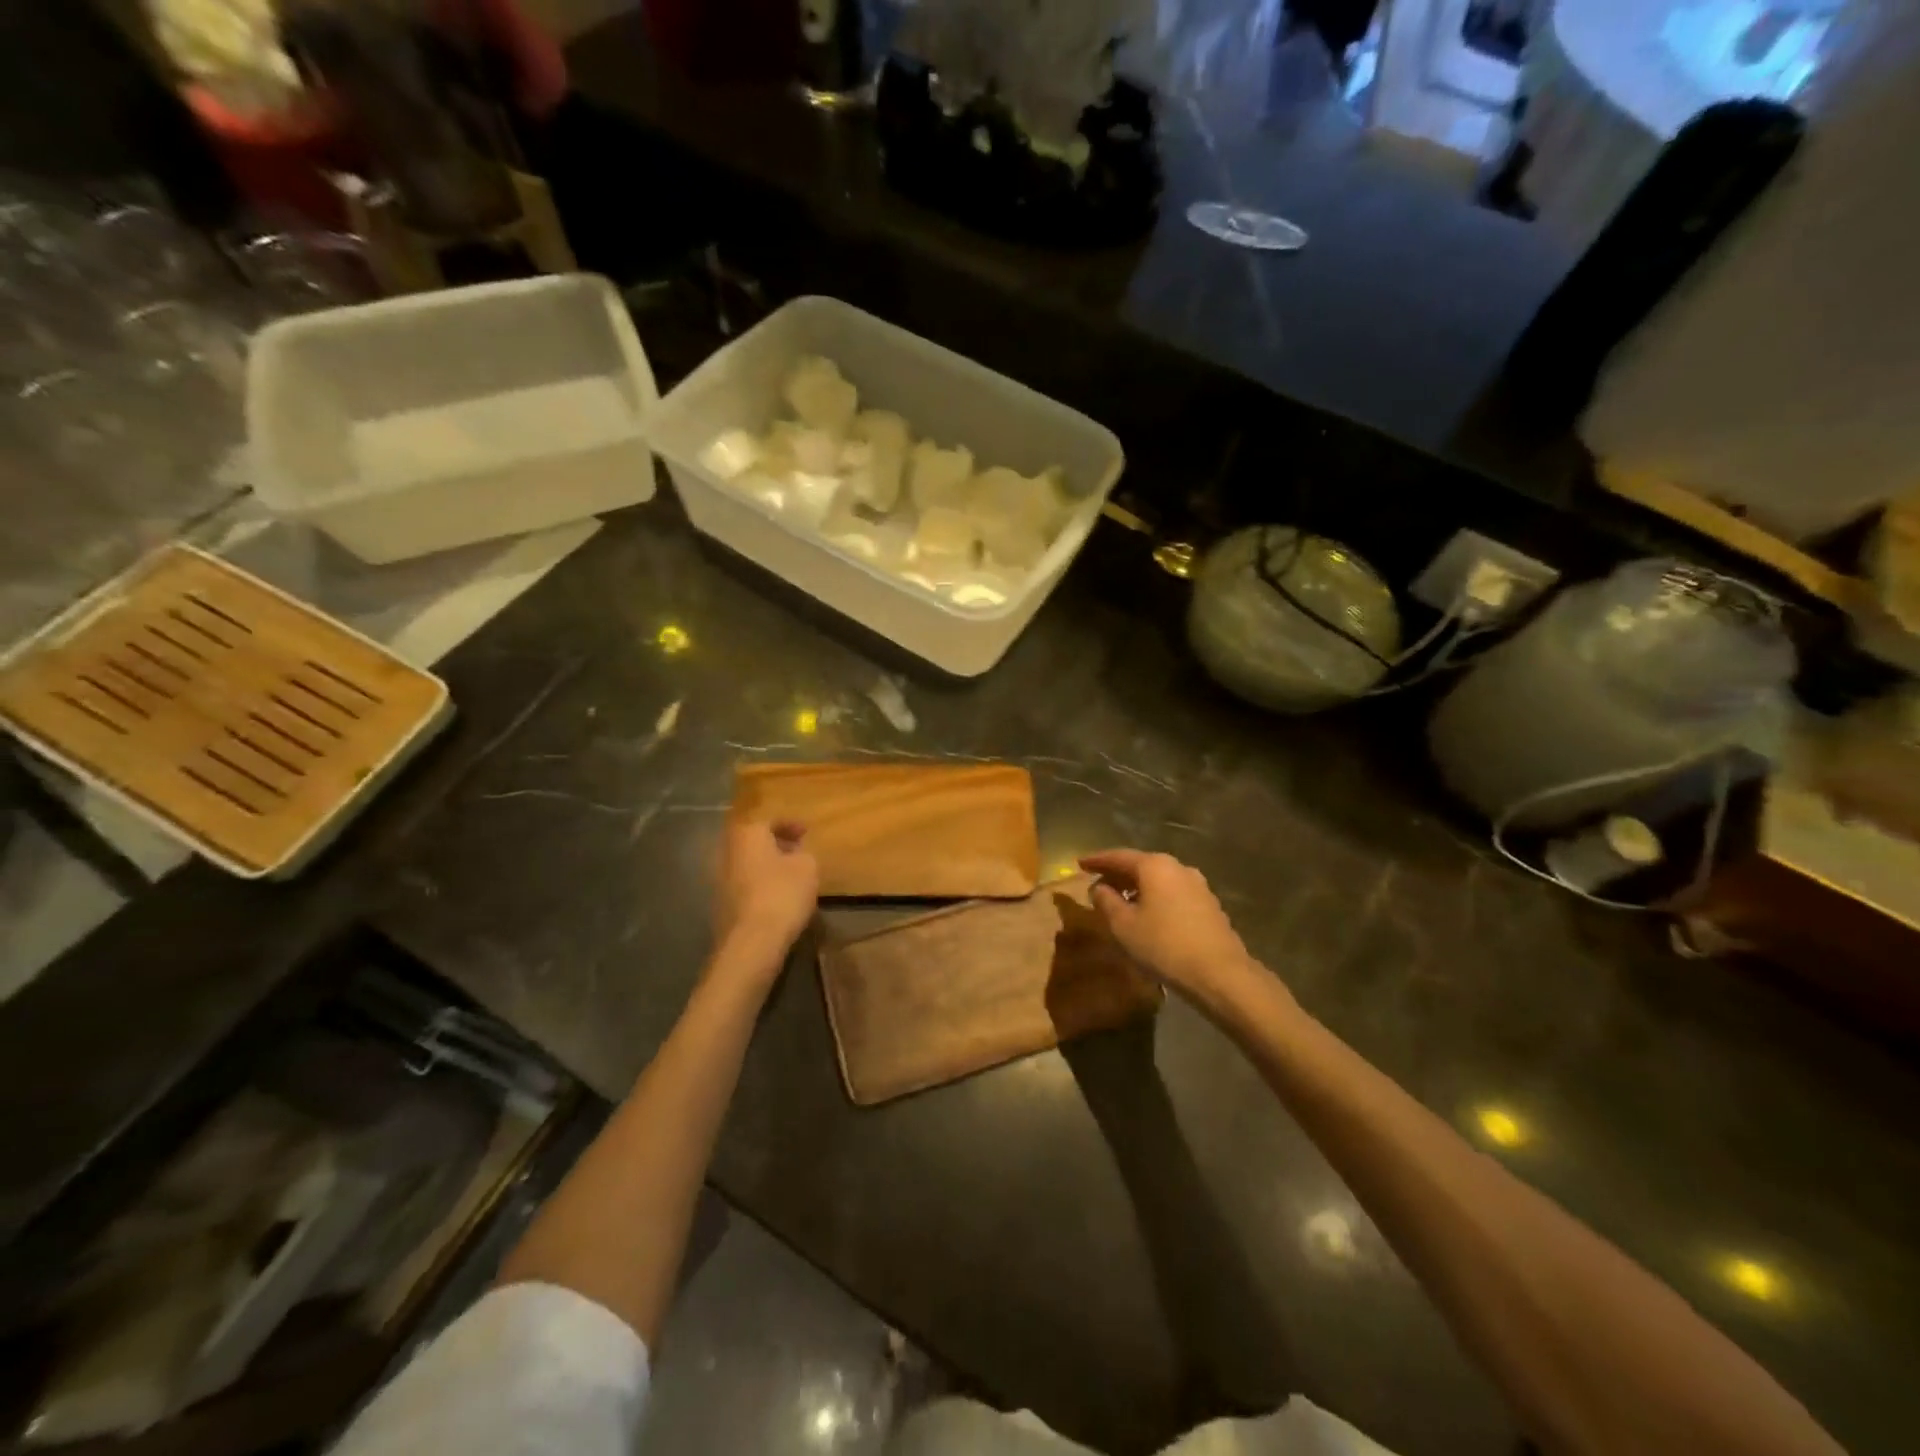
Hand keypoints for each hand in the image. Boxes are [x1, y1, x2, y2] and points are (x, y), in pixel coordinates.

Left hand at [714, 818, 818, 958]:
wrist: (752, 941)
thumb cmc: (782, 893)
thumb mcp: (808, 867)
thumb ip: (803, 853)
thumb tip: (796, 855)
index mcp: (748, 834)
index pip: (769, 820)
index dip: (790, 825)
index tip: (806, 832)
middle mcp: (728, 851)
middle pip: (753, 841)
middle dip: (775, 844)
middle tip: (797, 851)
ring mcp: (719, 879)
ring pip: (747, 863)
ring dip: (766, 865)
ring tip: (789, 875)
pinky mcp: (719, 904)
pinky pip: (743, 884)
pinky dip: (758, 884)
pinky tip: (775, 896)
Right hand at [1079, 849, 1254, 1000]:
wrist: (1220, 974)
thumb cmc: (1164, 945)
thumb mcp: (1123, 926)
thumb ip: (1106, 901)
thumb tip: (1099, 888)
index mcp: (1155, 866)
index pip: (1118, 856)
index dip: (1096, 860)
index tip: (1079, 863)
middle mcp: (1178, 867)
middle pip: (1140, 865)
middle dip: (1117, 874)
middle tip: (1097, 884)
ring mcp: (1198, 885)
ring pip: (1158, 880)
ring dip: (1137, 888)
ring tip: (1120, 902)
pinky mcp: (1209, 905)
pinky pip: (1173, 894)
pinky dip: (1155, 898)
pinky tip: (1148, 916)